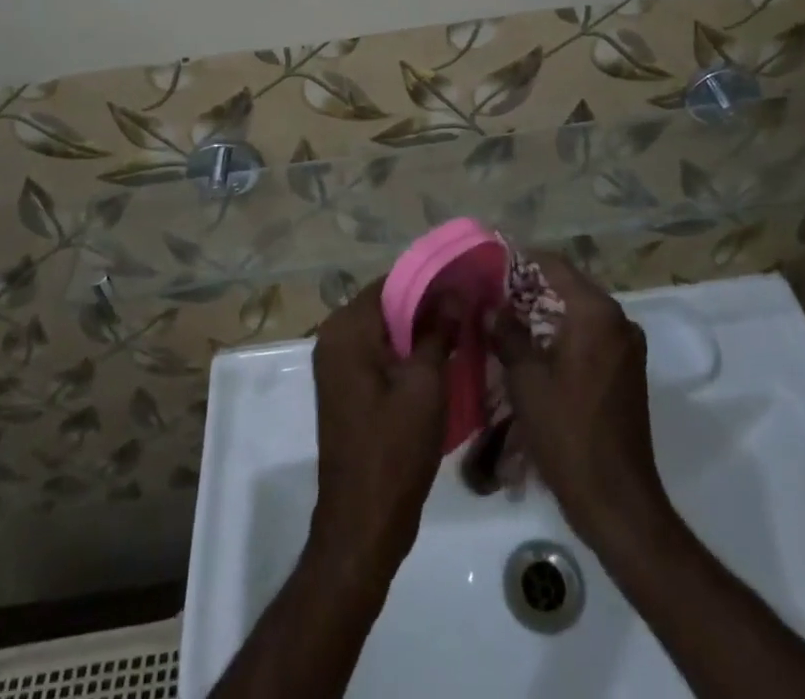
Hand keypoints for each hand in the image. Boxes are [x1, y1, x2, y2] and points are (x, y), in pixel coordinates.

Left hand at [309, 280, 454, 583]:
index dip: (429, 279)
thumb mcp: (425, 385)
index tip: (465, 280)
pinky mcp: (348, 388)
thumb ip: (439, 331)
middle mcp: (334, 338)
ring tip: (462, 327)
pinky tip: (441, 358)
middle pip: (386, 304)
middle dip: (427, 303)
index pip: (390, 282)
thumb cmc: (394, 450)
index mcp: (346, 329)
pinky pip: (379, 353)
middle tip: (469, 304)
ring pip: (385, 330)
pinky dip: (406, 351)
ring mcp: (338, 365)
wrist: (363, 525)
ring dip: (419, 329)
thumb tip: (455, 292)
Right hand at [490, 257, 670, 552]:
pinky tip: (534, 349)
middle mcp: (618, 320)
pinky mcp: (627, 370)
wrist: (616, 500)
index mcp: (597, 313)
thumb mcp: (526, 379)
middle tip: (493, 294)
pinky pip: (590, 335)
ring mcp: (627, 346)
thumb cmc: (568, 433)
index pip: (556, 265)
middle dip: (531, 288)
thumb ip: (508, 334)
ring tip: (506, 321)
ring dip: (546, 313)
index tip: (490, 263)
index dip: (521, 260)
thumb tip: (491, 308)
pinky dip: (563, 334)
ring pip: (579, 312)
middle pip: (569, 286)